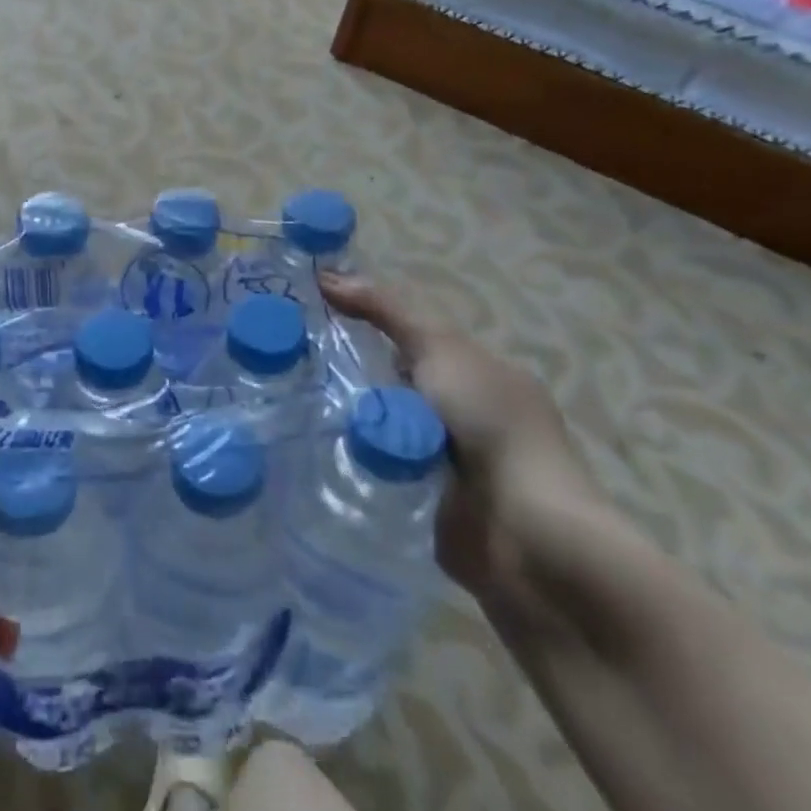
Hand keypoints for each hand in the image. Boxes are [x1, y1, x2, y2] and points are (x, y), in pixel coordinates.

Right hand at [322, 274, 606, 607]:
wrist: (523, 535)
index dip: (365, 328)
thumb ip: (386, 311)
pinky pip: (375, 473)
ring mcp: (445, 465)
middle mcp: (464, 417)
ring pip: (378, 429)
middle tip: (289, 368)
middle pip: (388, 385)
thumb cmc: (490, 424)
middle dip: (346, 379)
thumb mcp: (438, 347)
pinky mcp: (423, 506)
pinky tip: (309, 452)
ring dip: (345, 424)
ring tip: (287, 409)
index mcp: (478, 376)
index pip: (410, 342)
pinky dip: (352, 464)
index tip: (311, 323)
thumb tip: (326, 275)